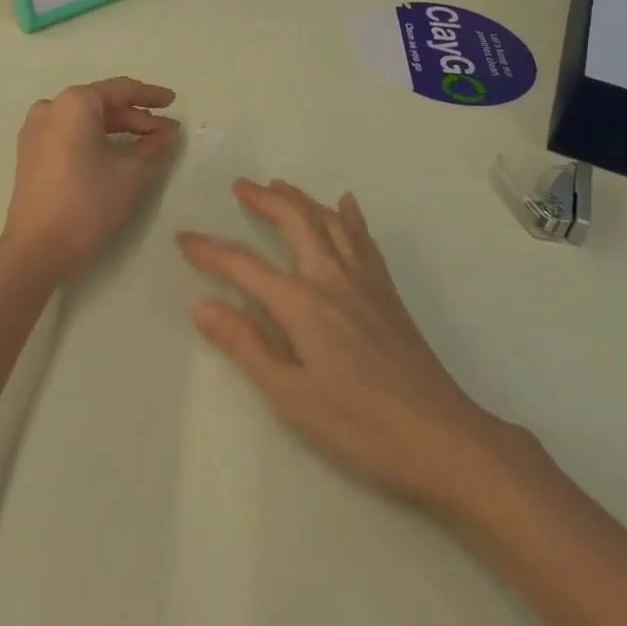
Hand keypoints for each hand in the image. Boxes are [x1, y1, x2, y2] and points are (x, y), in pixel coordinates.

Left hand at [0, 78, 181, 285]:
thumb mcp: (131, 174)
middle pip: (101, 104)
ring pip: (85, 120)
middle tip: (166, 132)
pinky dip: (94, 139)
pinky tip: (115, 153)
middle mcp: (51, 107)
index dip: (150, 96)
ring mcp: (35, 130)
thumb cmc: (87, 203)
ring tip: (146, 143)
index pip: (120, 90)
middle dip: (136, 118)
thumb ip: (153, 147)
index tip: (173, 102)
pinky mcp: (30, 152)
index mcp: (74, 103)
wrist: (37, 247)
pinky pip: (69, 134)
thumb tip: (167, 134)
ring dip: (117, 129)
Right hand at [178, 179, 515, 515]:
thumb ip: (246, 345)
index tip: (183, 238)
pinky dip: (350, 216)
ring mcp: (364, 282)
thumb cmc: (360, 425)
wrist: (444, 439)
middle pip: (294, 222)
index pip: (244, 266)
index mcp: (302, 303)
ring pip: (329, 222)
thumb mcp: (292, 396)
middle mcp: (332, 278)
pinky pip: (365, 240)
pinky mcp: (388, 293)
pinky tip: (346, 204)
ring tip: (279, 186)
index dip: (210, 251)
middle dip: (264, 200)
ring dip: (301, 199)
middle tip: (240, 186)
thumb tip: (202, 305)